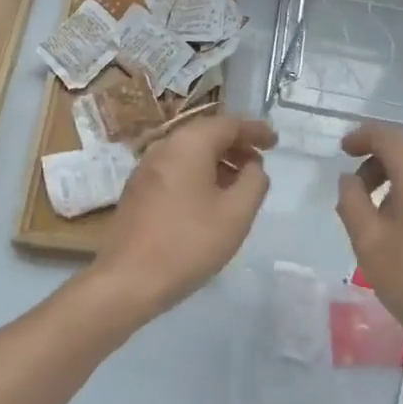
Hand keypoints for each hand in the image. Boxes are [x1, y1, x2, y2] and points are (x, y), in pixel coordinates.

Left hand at [92, 115, 276, 321]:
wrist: (128, 279)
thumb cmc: (189, 242)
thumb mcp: (237, 213)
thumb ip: (254, 182)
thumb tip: (254, 166)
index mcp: (189, 144)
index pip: (229, 124)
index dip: (255, 131)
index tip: (275, 141)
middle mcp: (164, 146)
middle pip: (207, 134)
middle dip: (236, 145)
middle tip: (259, 162)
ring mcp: (146, 168)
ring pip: (190, 153)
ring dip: (218, 161)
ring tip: (239, 184)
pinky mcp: (137, 190)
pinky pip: (175, 169)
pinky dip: (198, 174)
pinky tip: (209, 199)